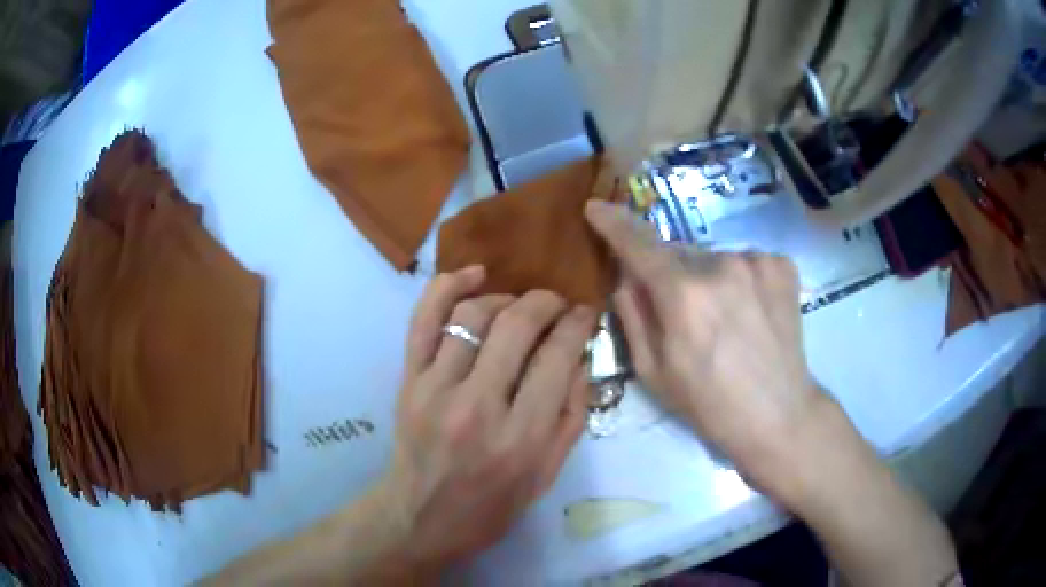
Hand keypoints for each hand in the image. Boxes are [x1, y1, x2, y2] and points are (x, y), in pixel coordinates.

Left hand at [379, 266, 595, 572]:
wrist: (423, 517)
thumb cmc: (492, 505)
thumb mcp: (548, 473)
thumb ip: (572, 413)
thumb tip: (580, 356)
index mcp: (521, 437)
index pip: (557, 357)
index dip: (577, 324)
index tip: (584, 313)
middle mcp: (478, 406)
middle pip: (517, 325)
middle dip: (546, 302)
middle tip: (558, 303)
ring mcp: (435, 389)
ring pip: (473, 315)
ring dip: (505, 298)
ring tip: (519, 306)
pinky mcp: (408, 381)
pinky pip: (424, 319)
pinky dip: (448, 287)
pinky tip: (473, 274)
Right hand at [585, 201, 825, 492]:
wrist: (779, 415)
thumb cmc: (709, 404)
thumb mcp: (653, 372)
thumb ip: (632, 314)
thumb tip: (626, 275)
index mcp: (684, 295)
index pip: (638, 244)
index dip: (613, 223)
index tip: (597, 208)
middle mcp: (721, 265)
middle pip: (678, 254)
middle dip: (669, 274)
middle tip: (682, 315)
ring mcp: (757, 261)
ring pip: (713, 259)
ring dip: (707, 278)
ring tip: (724, 320)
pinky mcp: (782, 265)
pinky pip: (743, 262)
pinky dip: (738, 280)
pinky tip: (750, 312)